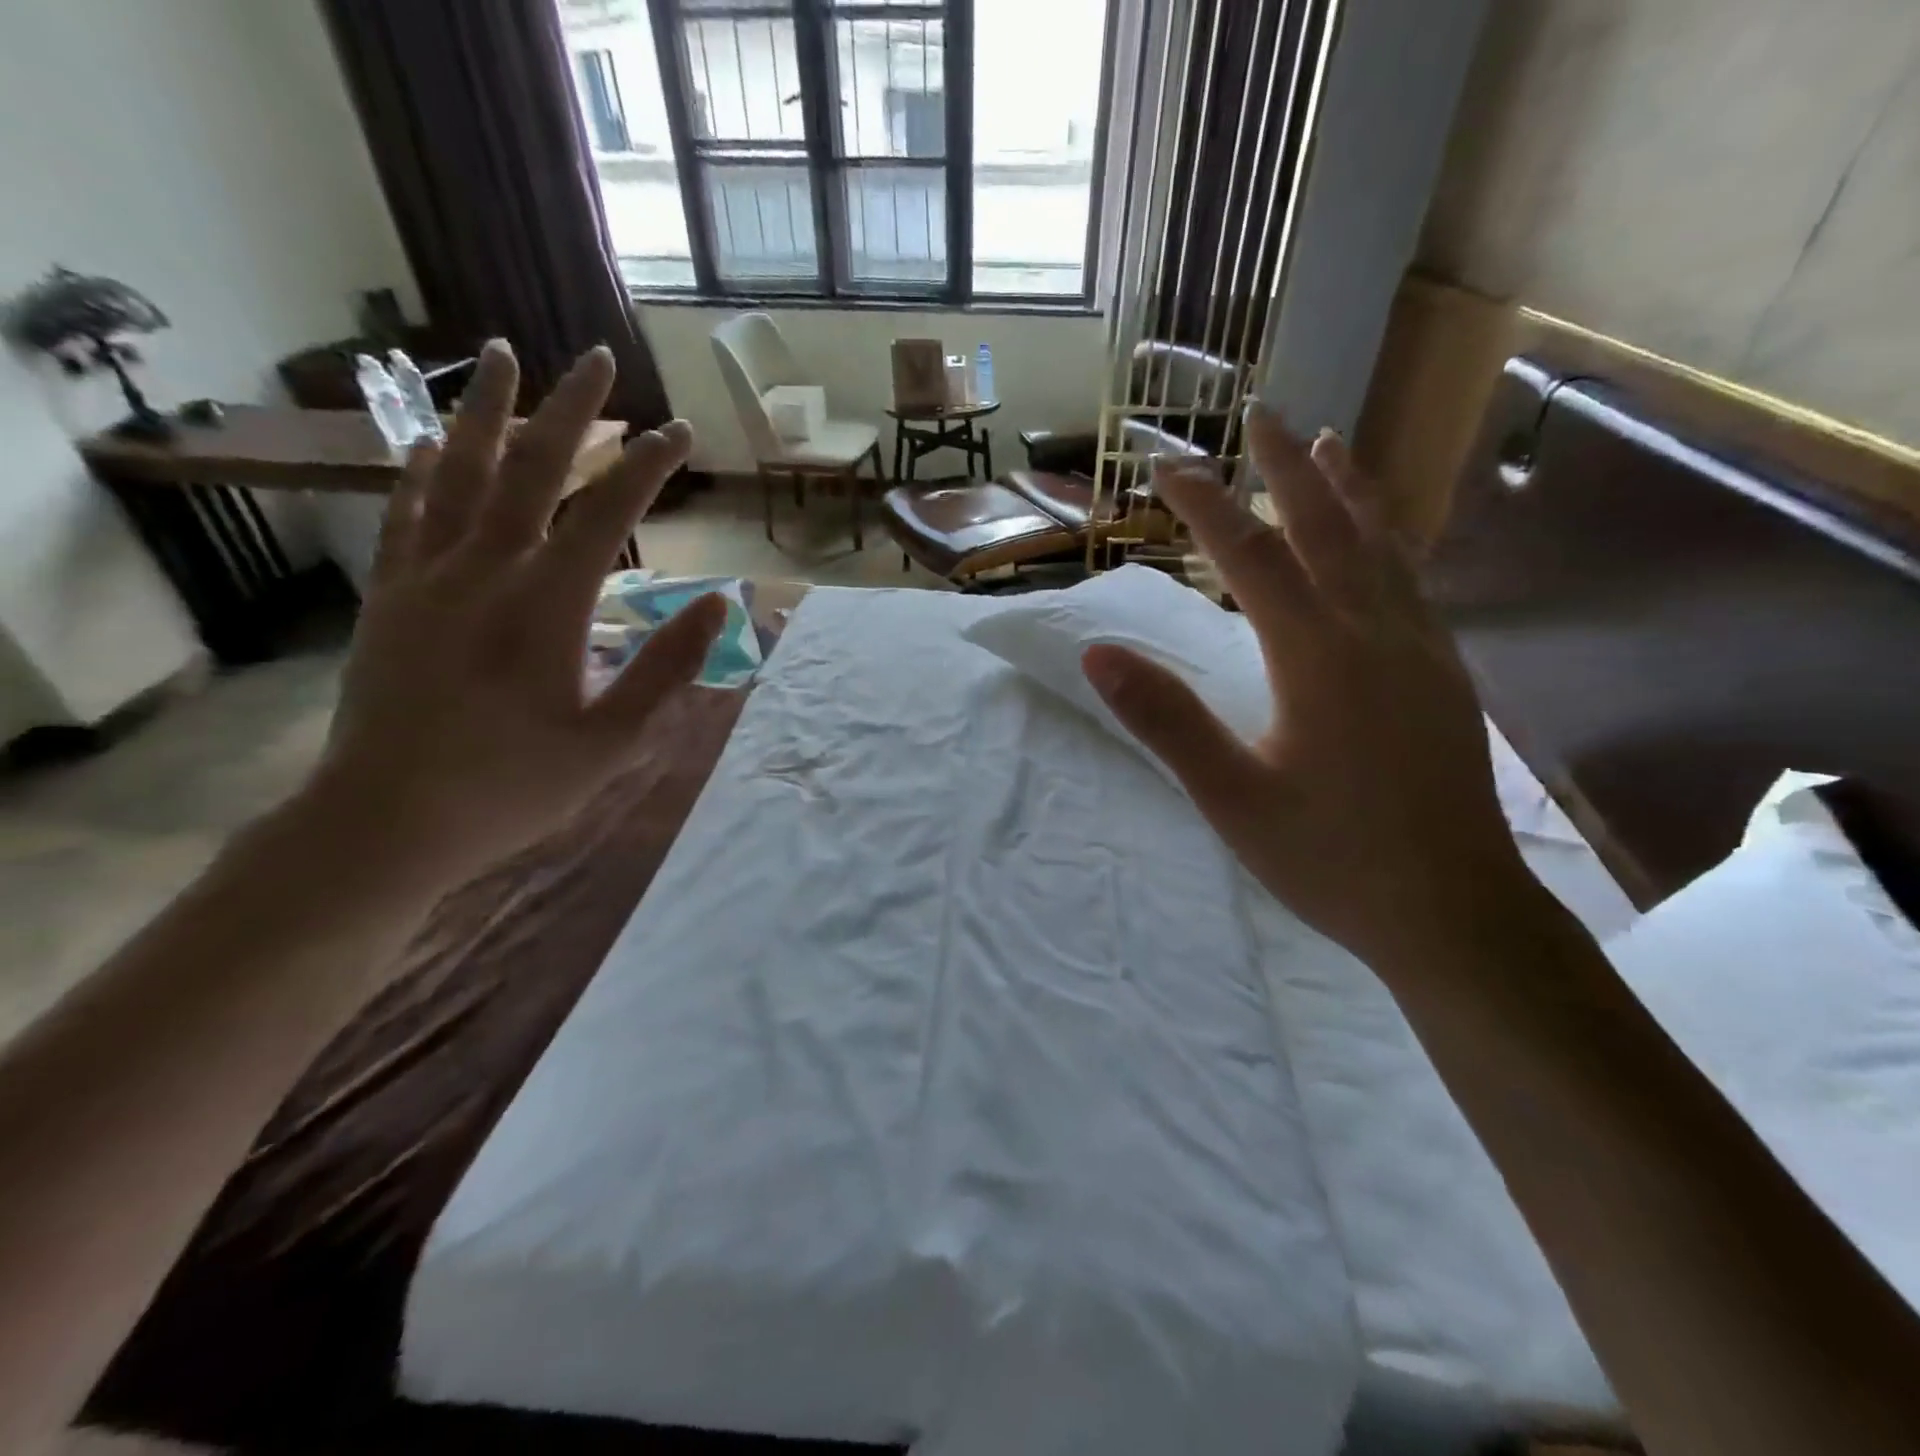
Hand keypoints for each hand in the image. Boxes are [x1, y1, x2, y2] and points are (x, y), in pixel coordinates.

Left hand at [306, 340, 722, 891]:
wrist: (387, 821)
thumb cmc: (513, 786)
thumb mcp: (614, 739)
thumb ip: (667, 667)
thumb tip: (718, 605)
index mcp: (548, 604)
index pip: (606, 513)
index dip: (647, 467)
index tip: (679, 434)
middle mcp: (485, 570)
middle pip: (531, 469)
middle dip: (570, 410)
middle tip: (595, 359)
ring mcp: (428, 577)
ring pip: (459, 472)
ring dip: (486, 411)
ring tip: (499, 354)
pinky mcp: (391, 597)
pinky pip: (407, 514)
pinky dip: (421, 470)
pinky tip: (429, 441)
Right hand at [1080, 401, 1529, 974]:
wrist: (1454, 913)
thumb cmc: (1330, 858)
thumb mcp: (1230, 798)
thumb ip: (1166, 721)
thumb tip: (1099, 655)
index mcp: (1317, 657)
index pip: (1250, 558)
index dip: (1205, 507)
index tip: (1167, 467)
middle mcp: (1375, 633)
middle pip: (1326, 528)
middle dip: (1285, 469)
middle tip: (1261, 415)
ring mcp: (1420, 650)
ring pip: (1382, 545)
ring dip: (1347, 489)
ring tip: (1329, 444)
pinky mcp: (1444, 674)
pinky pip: (1410, 581)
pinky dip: (1387, 538)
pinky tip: (1381, 540)